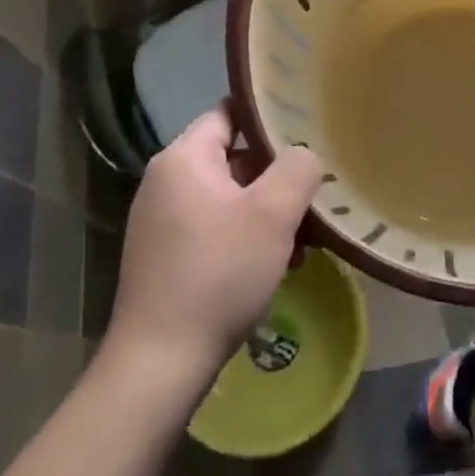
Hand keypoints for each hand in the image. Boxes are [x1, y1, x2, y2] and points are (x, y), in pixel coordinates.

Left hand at [108, 104, 323, 373]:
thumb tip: (304, 154)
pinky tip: (276, 264)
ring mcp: (161, 221)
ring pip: (229, 196)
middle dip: (276, 174)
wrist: (160, 363)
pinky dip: (246, 235)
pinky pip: (215, 227)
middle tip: (314, 191)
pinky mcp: (165, 255)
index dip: (268, 115)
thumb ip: (298, 168)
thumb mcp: (273, 214)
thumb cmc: (219, 273)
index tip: (307, 125)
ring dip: (267, 211)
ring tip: (304, 237)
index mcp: (183, 159)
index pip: (229, 112)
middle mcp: (165, 182)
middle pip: (232, 157)